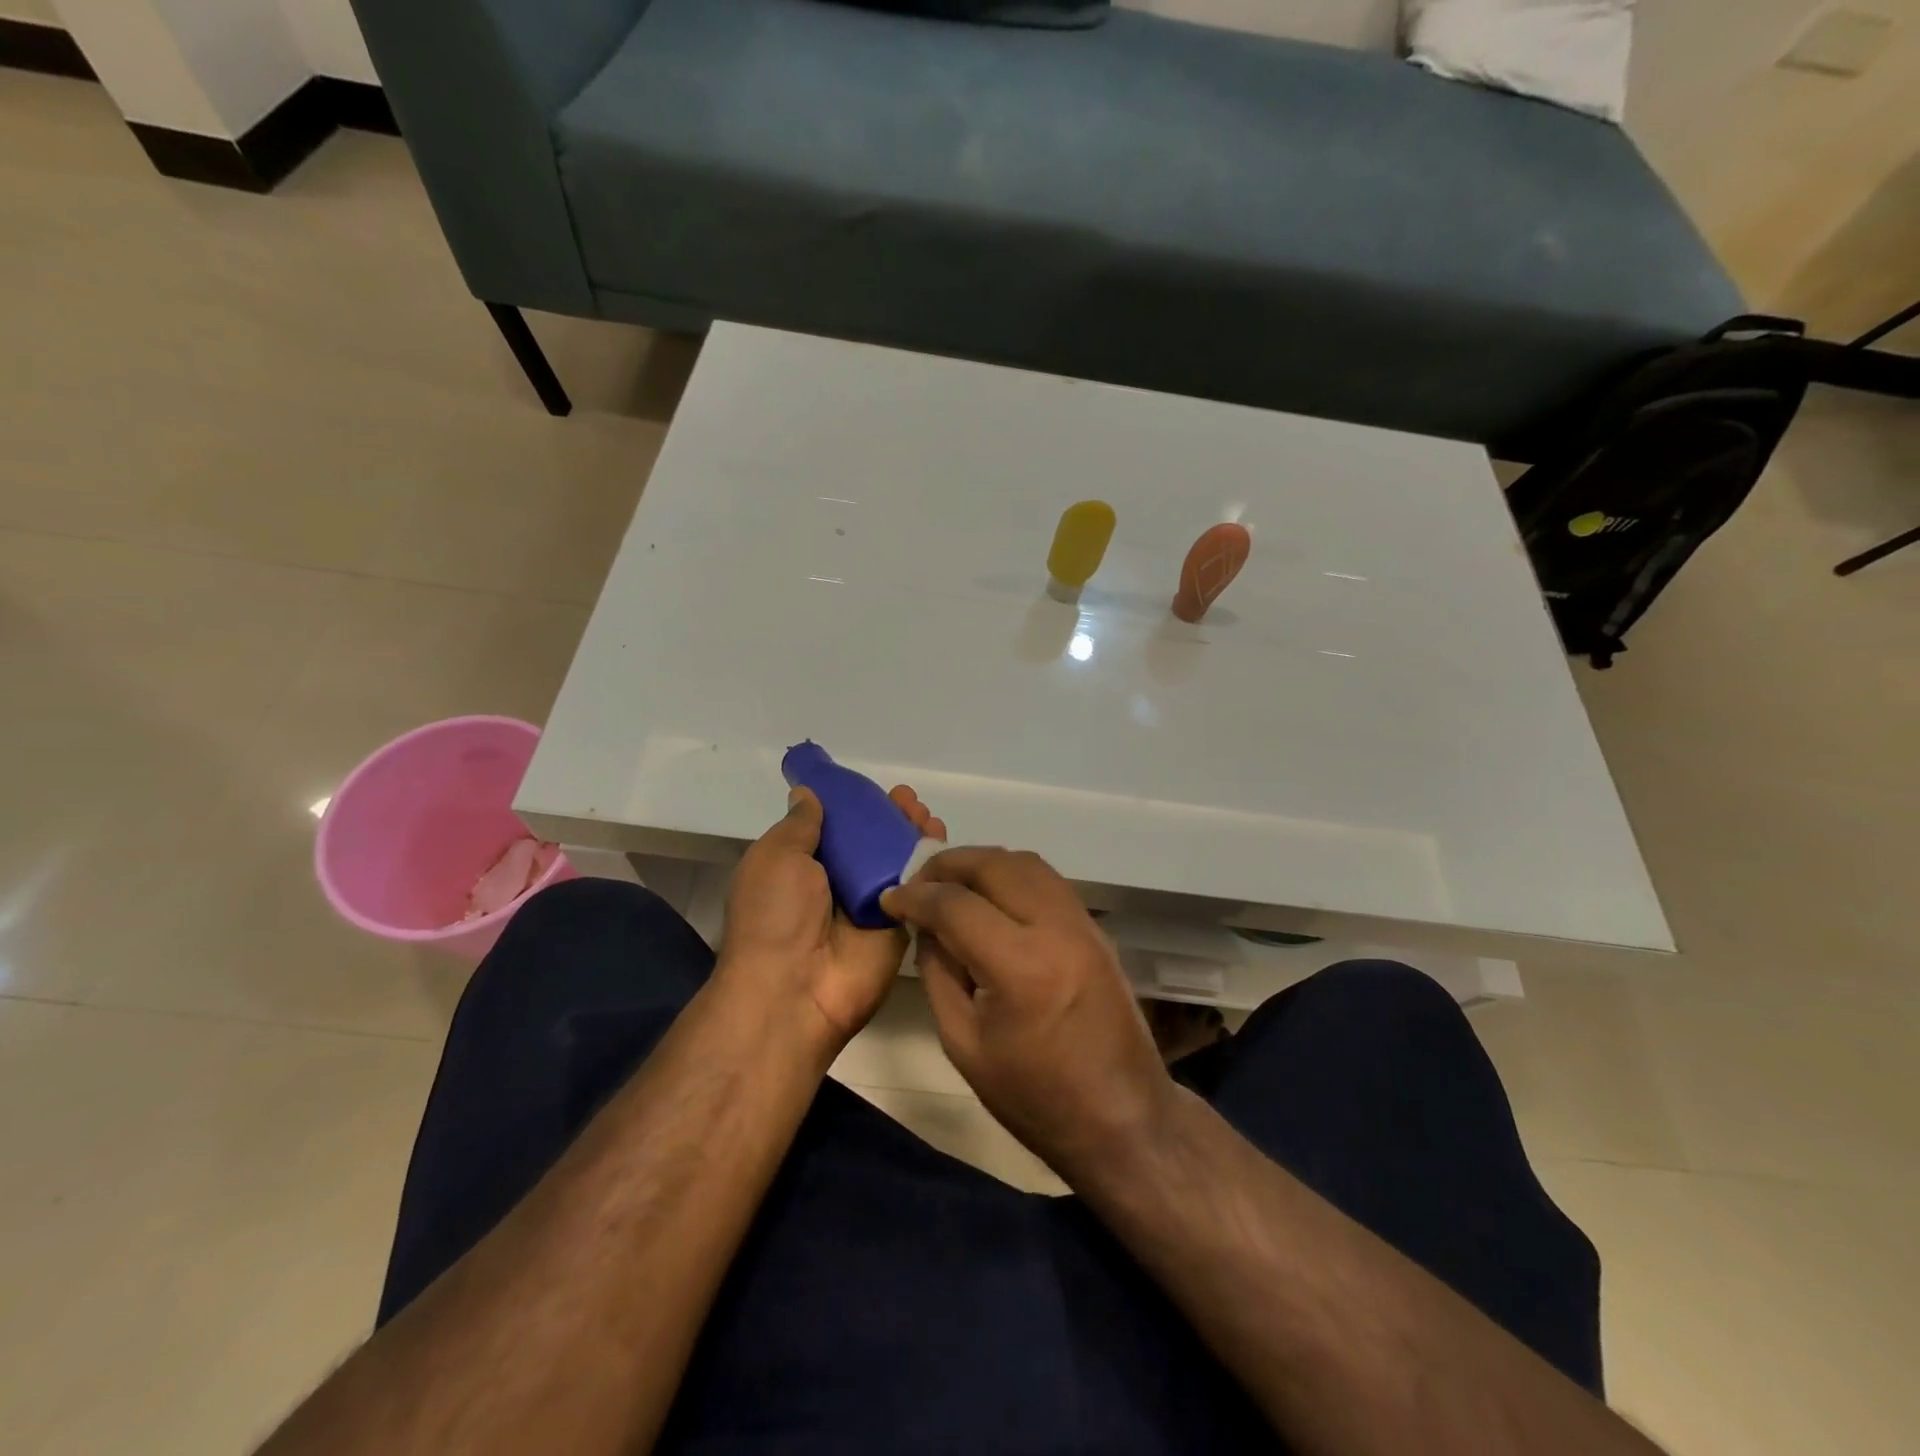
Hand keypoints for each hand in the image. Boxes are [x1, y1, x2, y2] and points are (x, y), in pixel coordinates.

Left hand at [718, 784, 946, 1055]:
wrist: (794, 989)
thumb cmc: (775, 914)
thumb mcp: (776, 856)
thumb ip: (800, 824)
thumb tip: (807, 793)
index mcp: (803, 867)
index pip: (836, 828)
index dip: (857, 806)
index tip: (875, 789)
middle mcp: (838, 884)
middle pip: (872, 842)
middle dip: (891, 817)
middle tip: (909, 800)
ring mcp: (871, 905)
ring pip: (899, 861)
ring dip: (914, 834)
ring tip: (925, 814)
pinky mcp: (900, 925)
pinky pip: (918, 889)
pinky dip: (932, 864)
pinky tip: (940, 838)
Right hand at [880, 848, 1172, 1178]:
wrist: (1122, 1118)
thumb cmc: (1034, 1096)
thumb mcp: (964, 1044)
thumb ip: (938, 973)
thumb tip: (925, 926)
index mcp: (1021, 967)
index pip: (956, 905)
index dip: (915, 896)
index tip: (889, 898)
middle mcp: (1056, 929)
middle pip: (994, 865)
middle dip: (947, 865)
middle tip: (917, 882)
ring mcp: (1083, 923)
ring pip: (1025, 862)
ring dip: (981, 864)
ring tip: (950, 884)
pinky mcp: (1096, 928)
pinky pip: (1046, 880)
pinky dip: (1010, 875)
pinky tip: (990, 897)